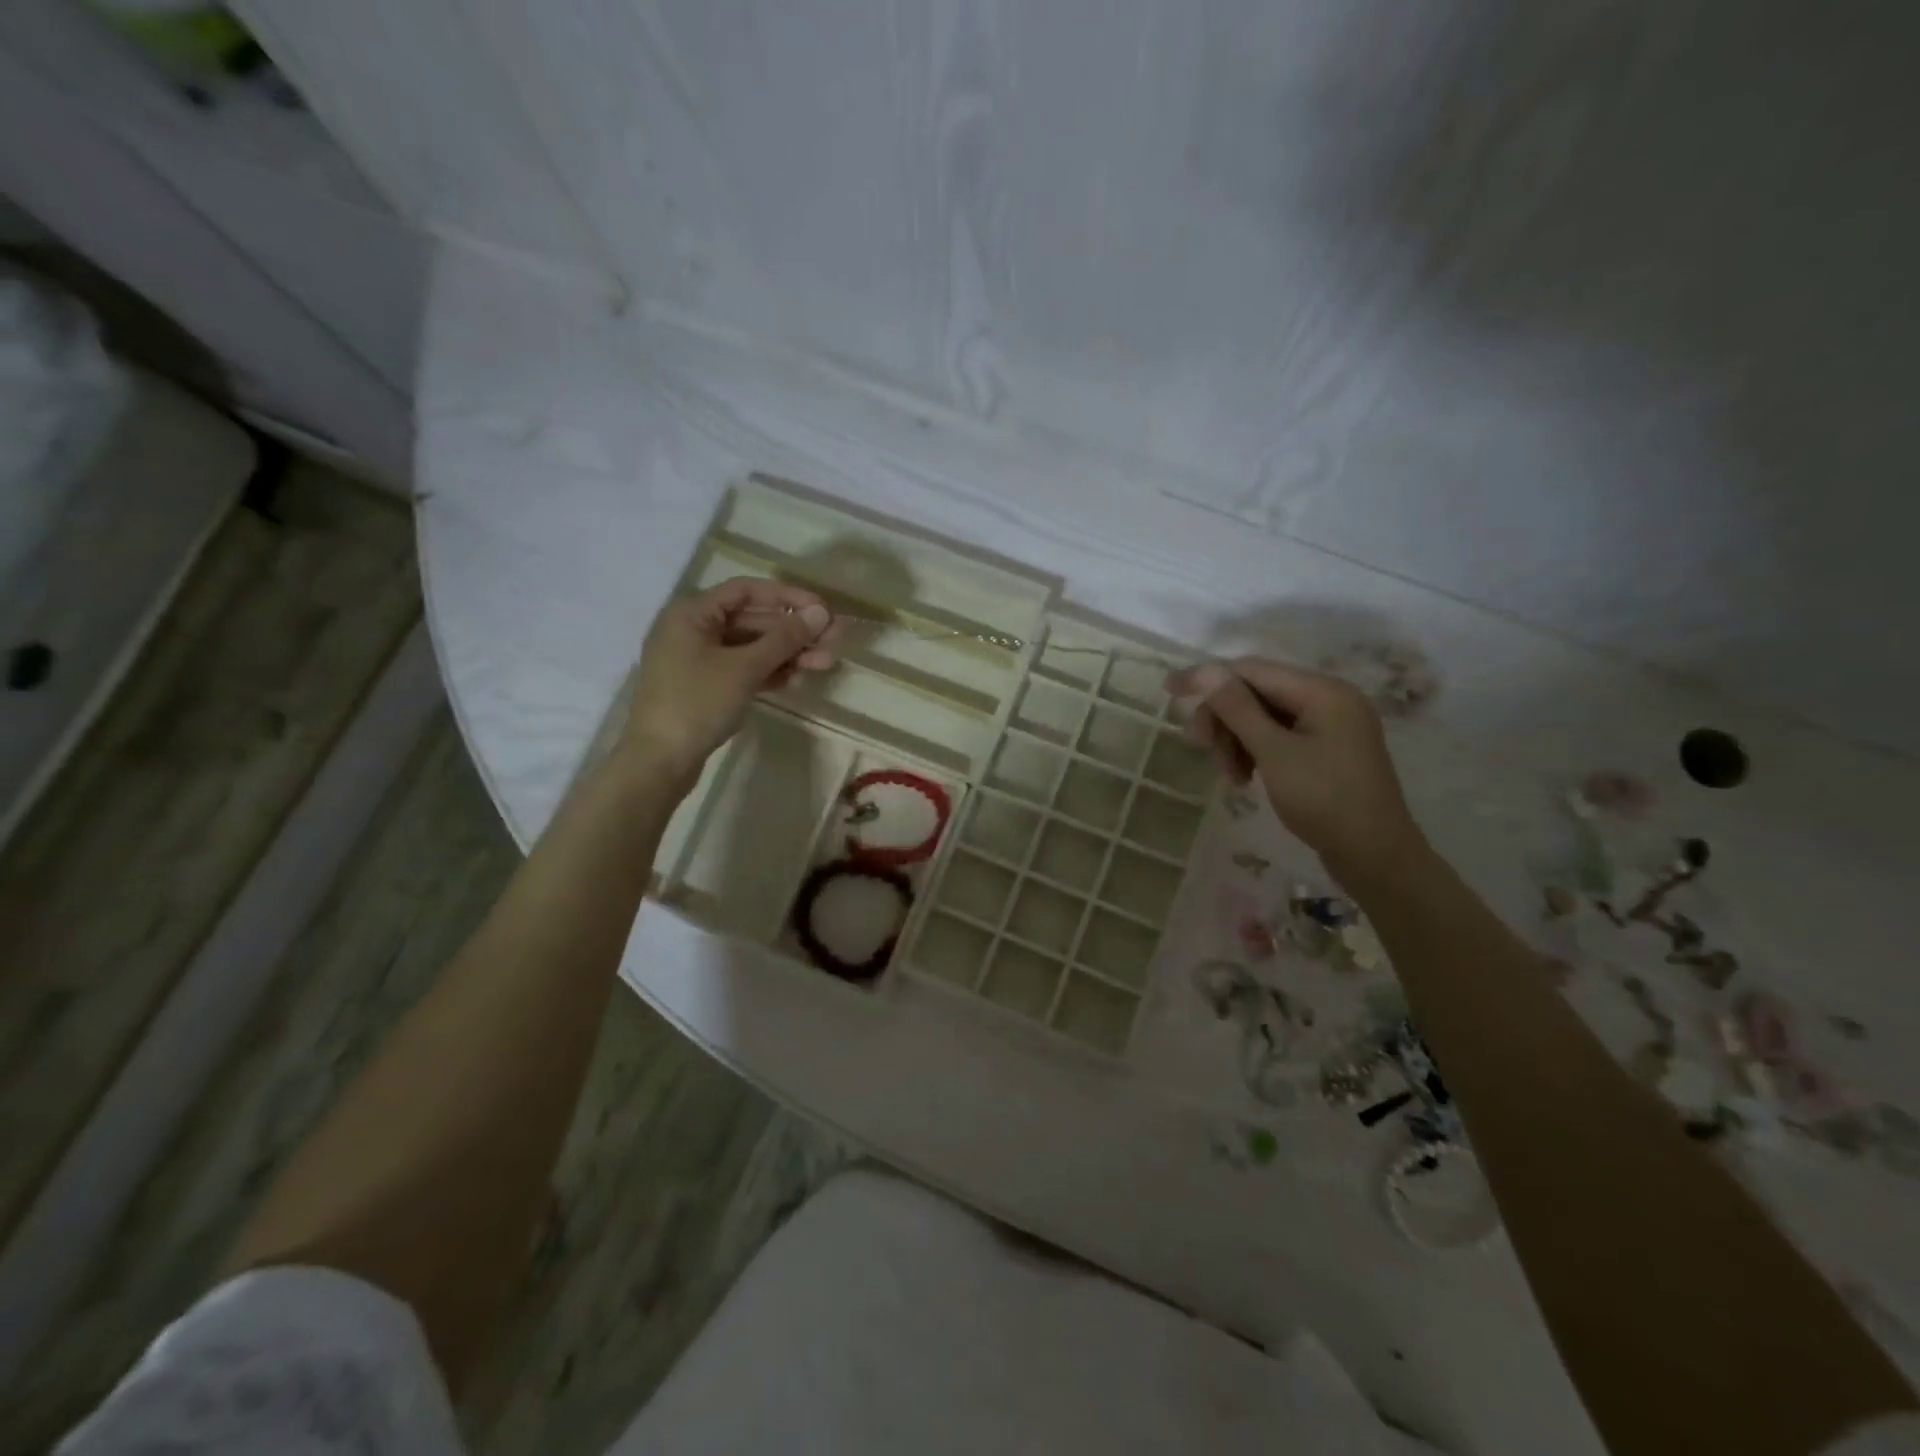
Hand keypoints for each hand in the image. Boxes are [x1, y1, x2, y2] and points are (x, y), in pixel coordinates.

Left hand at [622, 578, 836, 784]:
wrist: (659, 761)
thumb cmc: (697, 703)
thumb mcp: (744, 668)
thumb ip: (784, 638)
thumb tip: (820, 614)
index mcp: (693, 613)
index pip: (747, 590)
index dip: (788, 597)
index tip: (823, 610)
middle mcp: (694, 629)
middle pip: (753, 619)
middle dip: (795, 630)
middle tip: (836, 638)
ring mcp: (700, 660)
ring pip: (753, 647)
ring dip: (789, 653)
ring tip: (827, 662)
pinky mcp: (707, 686)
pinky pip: (744, 669)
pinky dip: (771, 672)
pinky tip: (798, 679)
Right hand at [1166, 657, 1426, 884]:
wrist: (1376, 856)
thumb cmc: (1325, 800)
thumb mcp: (1274, 752)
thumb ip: (1237, 708)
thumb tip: (1204, 670)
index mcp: (1322, 691)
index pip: (1251, 670)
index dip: (1207, 679)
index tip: (1168, 691)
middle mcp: (1328, 698)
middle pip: (1256, 693)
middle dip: (1224, 719)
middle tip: (1201, 749)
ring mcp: (1330, 725)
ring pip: (1264, 718)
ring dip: (1237, 741)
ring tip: (1230, 776)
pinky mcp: (1327, 750)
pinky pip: (1279, 737)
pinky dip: (1256, 752)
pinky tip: (1246, 778)